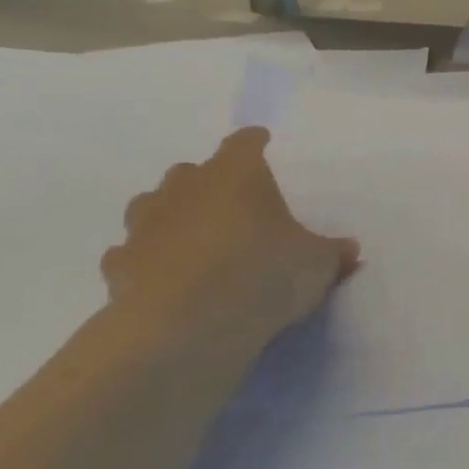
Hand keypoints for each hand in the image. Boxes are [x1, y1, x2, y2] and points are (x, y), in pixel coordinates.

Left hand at [102, 128, 358, 351]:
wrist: (187, 326)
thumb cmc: (263, 274)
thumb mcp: (317, 264)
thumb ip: (332, 253)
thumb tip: (348, 250)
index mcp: (237, 173)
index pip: (245, 142)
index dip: (255, 143)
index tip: (262, 144)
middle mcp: (186, 188)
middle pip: (192, 171)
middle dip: (209, 184)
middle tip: (231, 206)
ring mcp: (146, 225)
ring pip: (152, 206)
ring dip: (170, 216)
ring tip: (192, 239)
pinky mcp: (119, 266)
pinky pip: (131, 254)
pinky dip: (145, 261)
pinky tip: (161, 278)